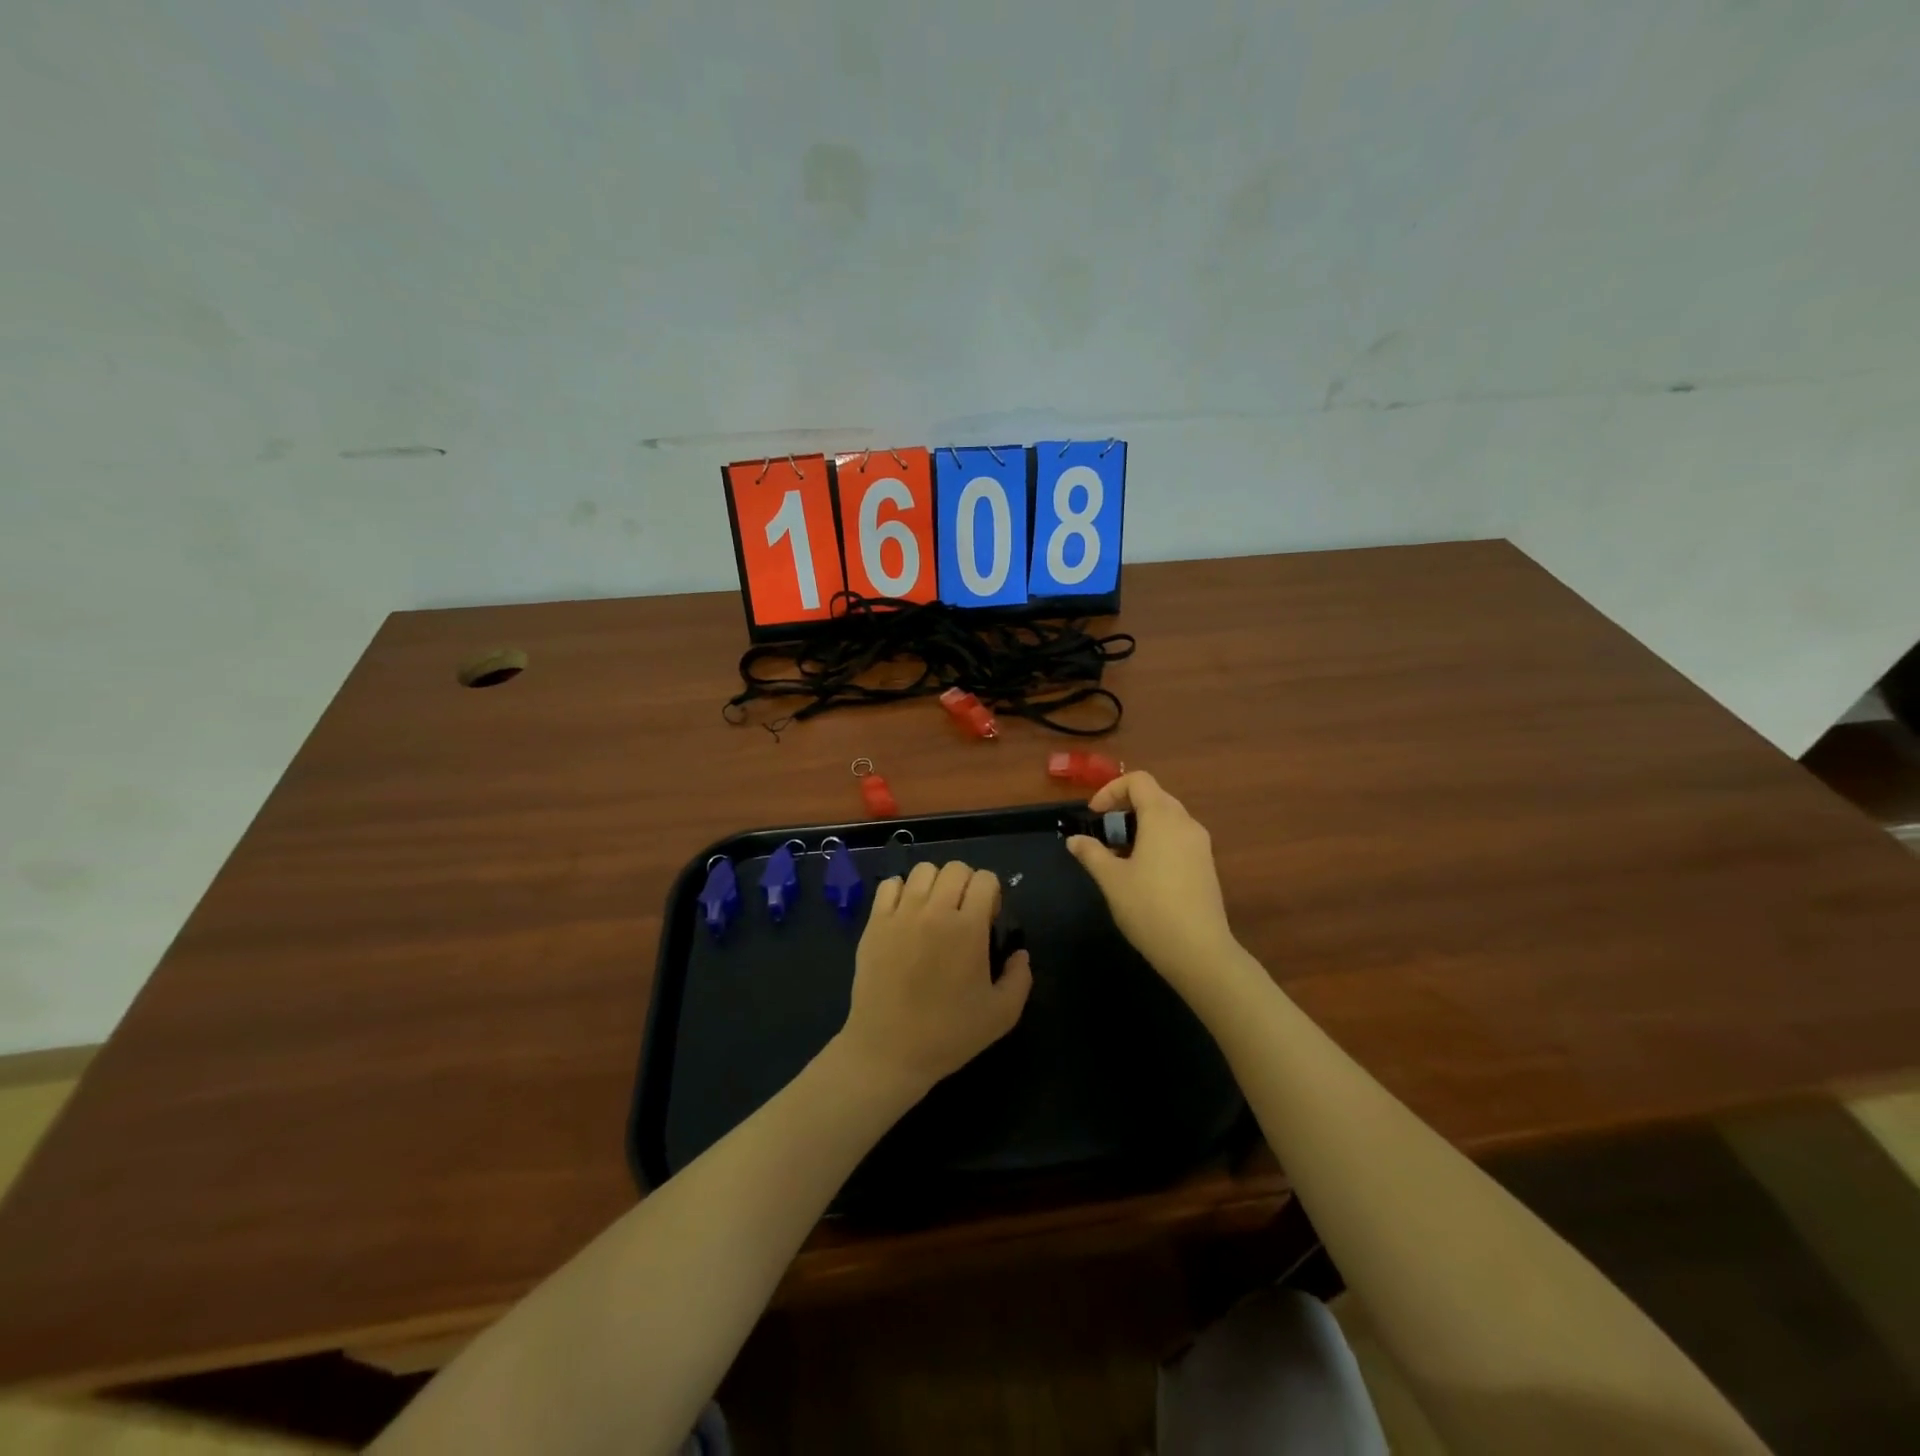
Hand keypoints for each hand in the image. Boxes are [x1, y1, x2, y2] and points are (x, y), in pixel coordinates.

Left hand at [836, 860, 1032, 1103]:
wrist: (888, 1050)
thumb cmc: (948, 1035)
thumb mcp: (1002, 1015)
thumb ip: (1020, 978)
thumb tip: (1020, 953)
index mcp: (968, 928)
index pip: (986, 879)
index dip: (992, 894)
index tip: (988, 918)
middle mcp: (934, 911)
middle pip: (955, 868)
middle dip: (967, 883)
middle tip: (964, 912)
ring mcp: (900, 914)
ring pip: (923, 870)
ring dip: (935, 884)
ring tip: (934, 910)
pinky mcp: (874, 923)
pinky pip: (889, 884)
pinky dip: (902, 891)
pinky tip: (906, 914)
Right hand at [1066, 771, 1241, 999]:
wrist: (1199, 951)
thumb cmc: (1149, 908)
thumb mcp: (1111, 880)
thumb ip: (1091, 853)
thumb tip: (1074, 840)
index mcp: (1163, 818)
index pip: (1138, 781)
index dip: (1111, 790)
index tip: (1094, 815)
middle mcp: (1186, 823)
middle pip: (1154, 797)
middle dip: (1125, 808)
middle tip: (1104, 833)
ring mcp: (1200, 845)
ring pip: (1167, 819)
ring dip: (1140, 825)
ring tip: (1119, 854)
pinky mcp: (1206, 865)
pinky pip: (1178, 838)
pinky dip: (1157, 841)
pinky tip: (1143, 872)